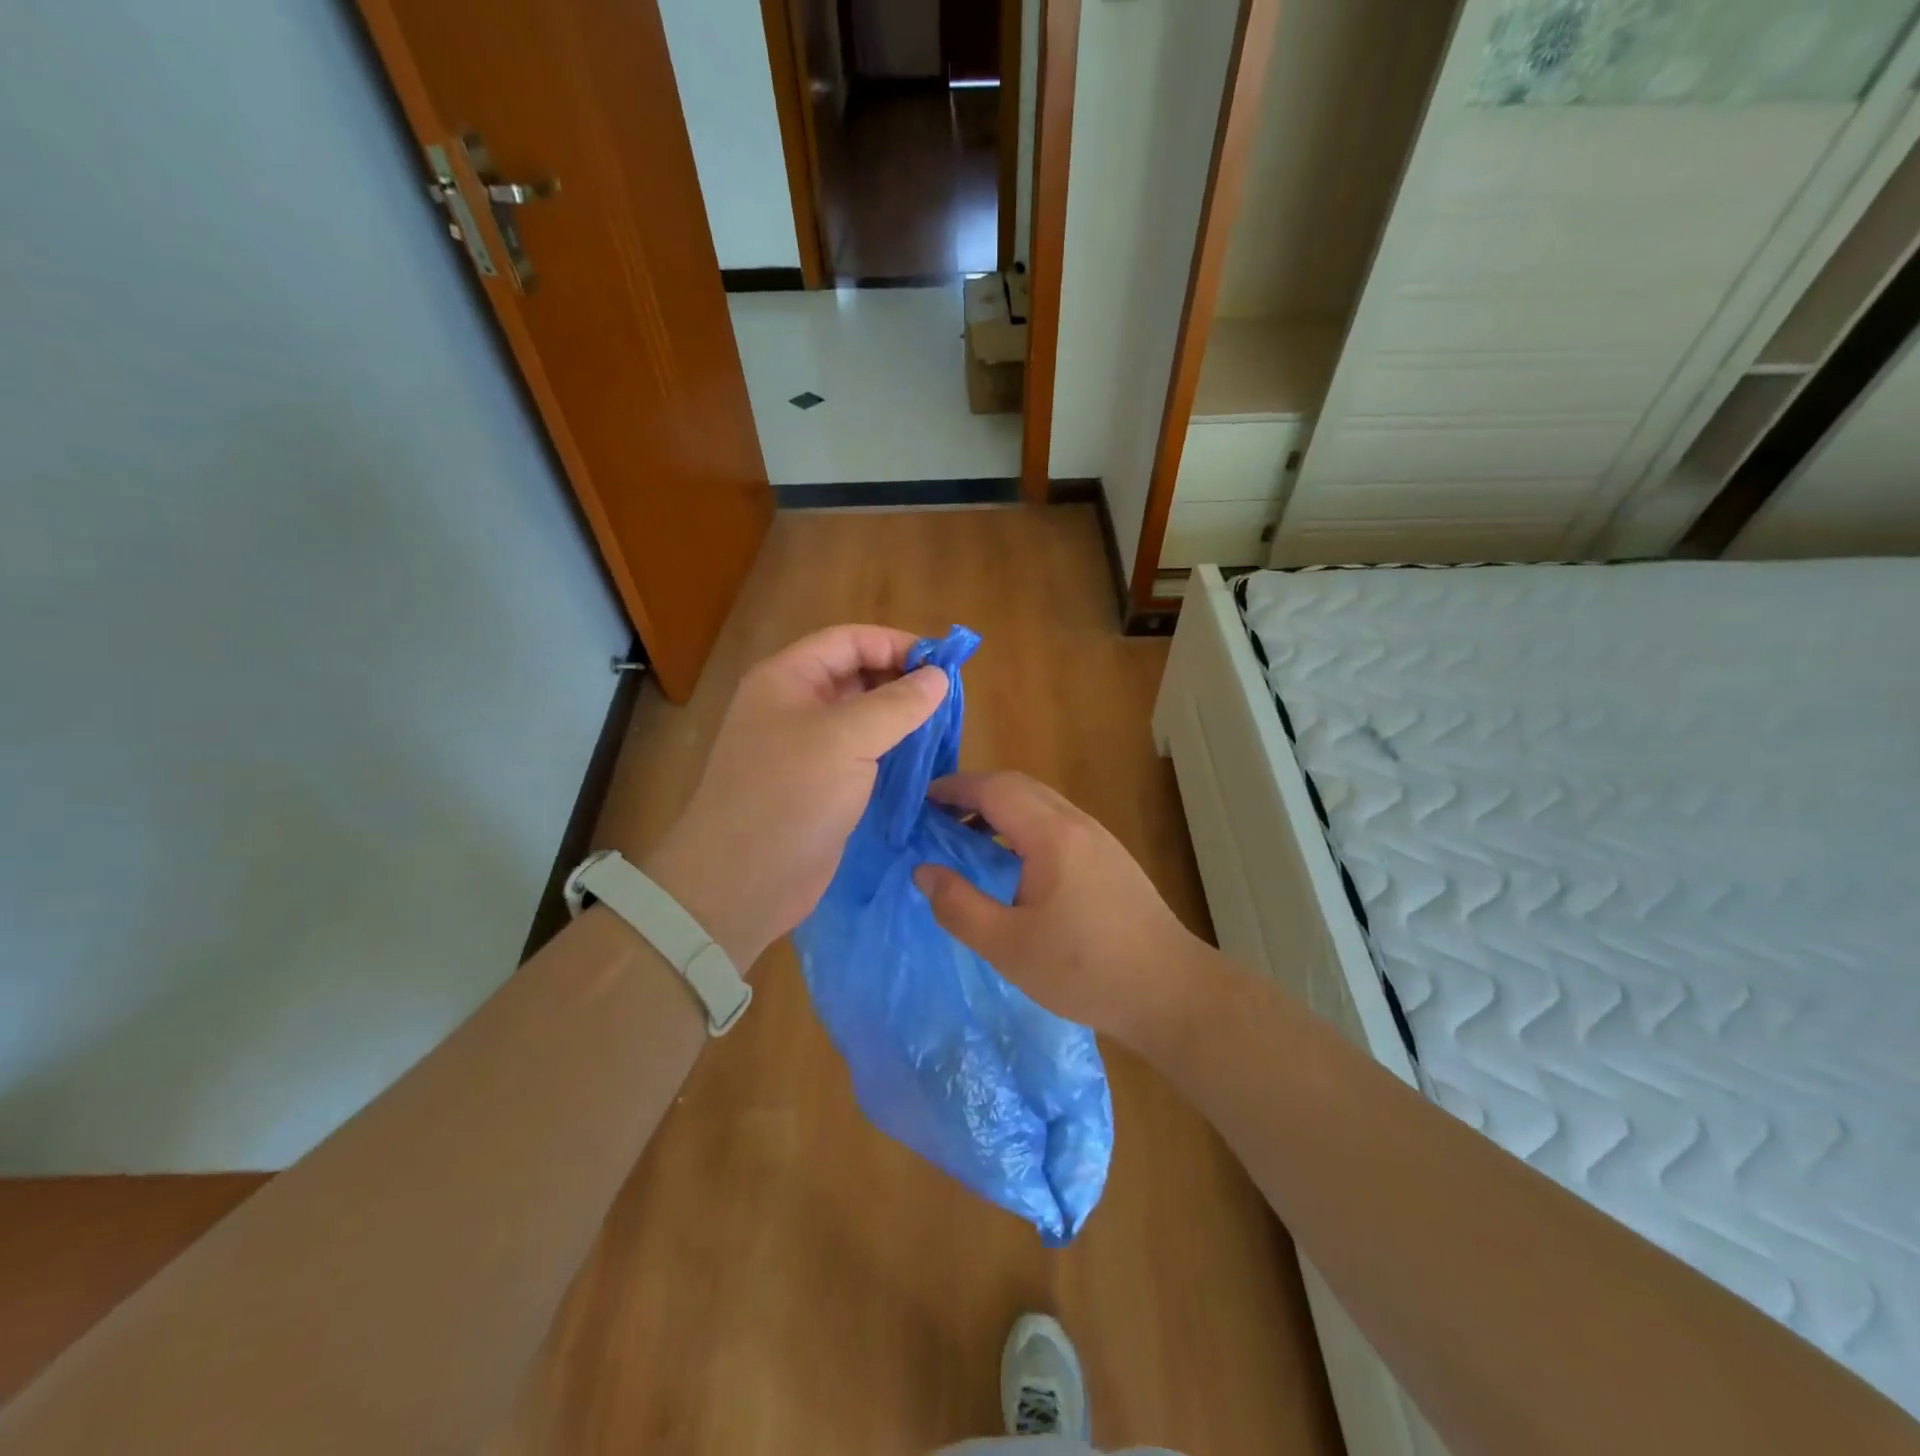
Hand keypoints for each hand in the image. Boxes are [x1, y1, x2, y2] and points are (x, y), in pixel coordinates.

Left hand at [644, 626, 947, 969]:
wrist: (743, 882)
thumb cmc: (790, 796)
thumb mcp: (846, 739)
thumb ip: (897, 703)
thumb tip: (938, 677)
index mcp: (787, 679)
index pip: (848, 641)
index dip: (895, 644)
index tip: (943, 663)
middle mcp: (794, 706)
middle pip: (855, 675)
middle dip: (901, 680)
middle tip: (948, 698)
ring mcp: (805, 748)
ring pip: (861, 716)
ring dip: (900, 717)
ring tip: (943, 726)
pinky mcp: (819, 785)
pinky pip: (861, 754)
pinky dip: (891, 750)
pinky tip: (923, 759)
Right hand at [913, 772, 1200, 1043]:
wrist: (1169, 991)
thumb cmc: (1084, 970)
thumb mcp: (1007, 946)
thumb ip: (958, 906)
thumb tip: (924, 871)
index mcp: (1051, 835)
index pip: (994, 789)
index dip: (953, 788)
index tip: (920, 801)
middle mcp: (1077, 823)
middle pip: (1018, 786)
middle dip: (974, 793)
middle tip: (937, 818)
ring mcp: (1099, 838)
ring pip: (1040, 802)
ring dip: (1000, 809)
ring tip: (967, 839)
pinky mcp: (1110, 857)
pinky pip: (1057, 822)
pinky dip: (1023, 826)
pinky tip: (1012, 862)